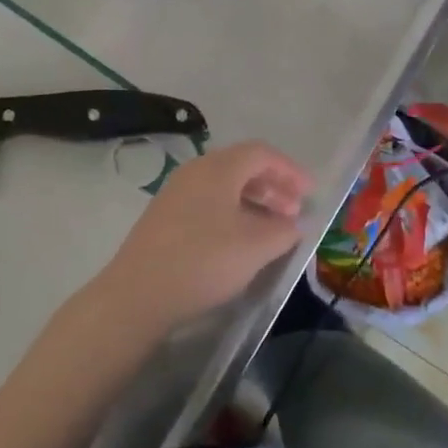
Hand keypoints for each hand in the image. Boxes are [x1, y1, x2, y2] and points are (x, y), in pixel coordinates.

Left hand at [87, 141, 311, 338]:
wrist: (137, 294)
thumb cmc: (203, 260)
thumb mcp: (256, 247)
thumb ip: (284, 230)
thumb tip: (293, 223)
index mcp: (218, 168)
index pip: (261, 153)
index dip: (290, 170)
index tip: (310, 193)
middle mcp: (195, 171)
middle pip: (242, 167)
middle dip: (273, 186)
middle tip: (294, 212)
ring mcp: (176, 193)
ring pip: (224, 186)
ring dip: (254, 202)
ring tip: (272, 229)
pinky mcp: (164, 217)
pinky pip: (208, 203)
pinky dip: (232, 213)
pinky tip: (239, 241)